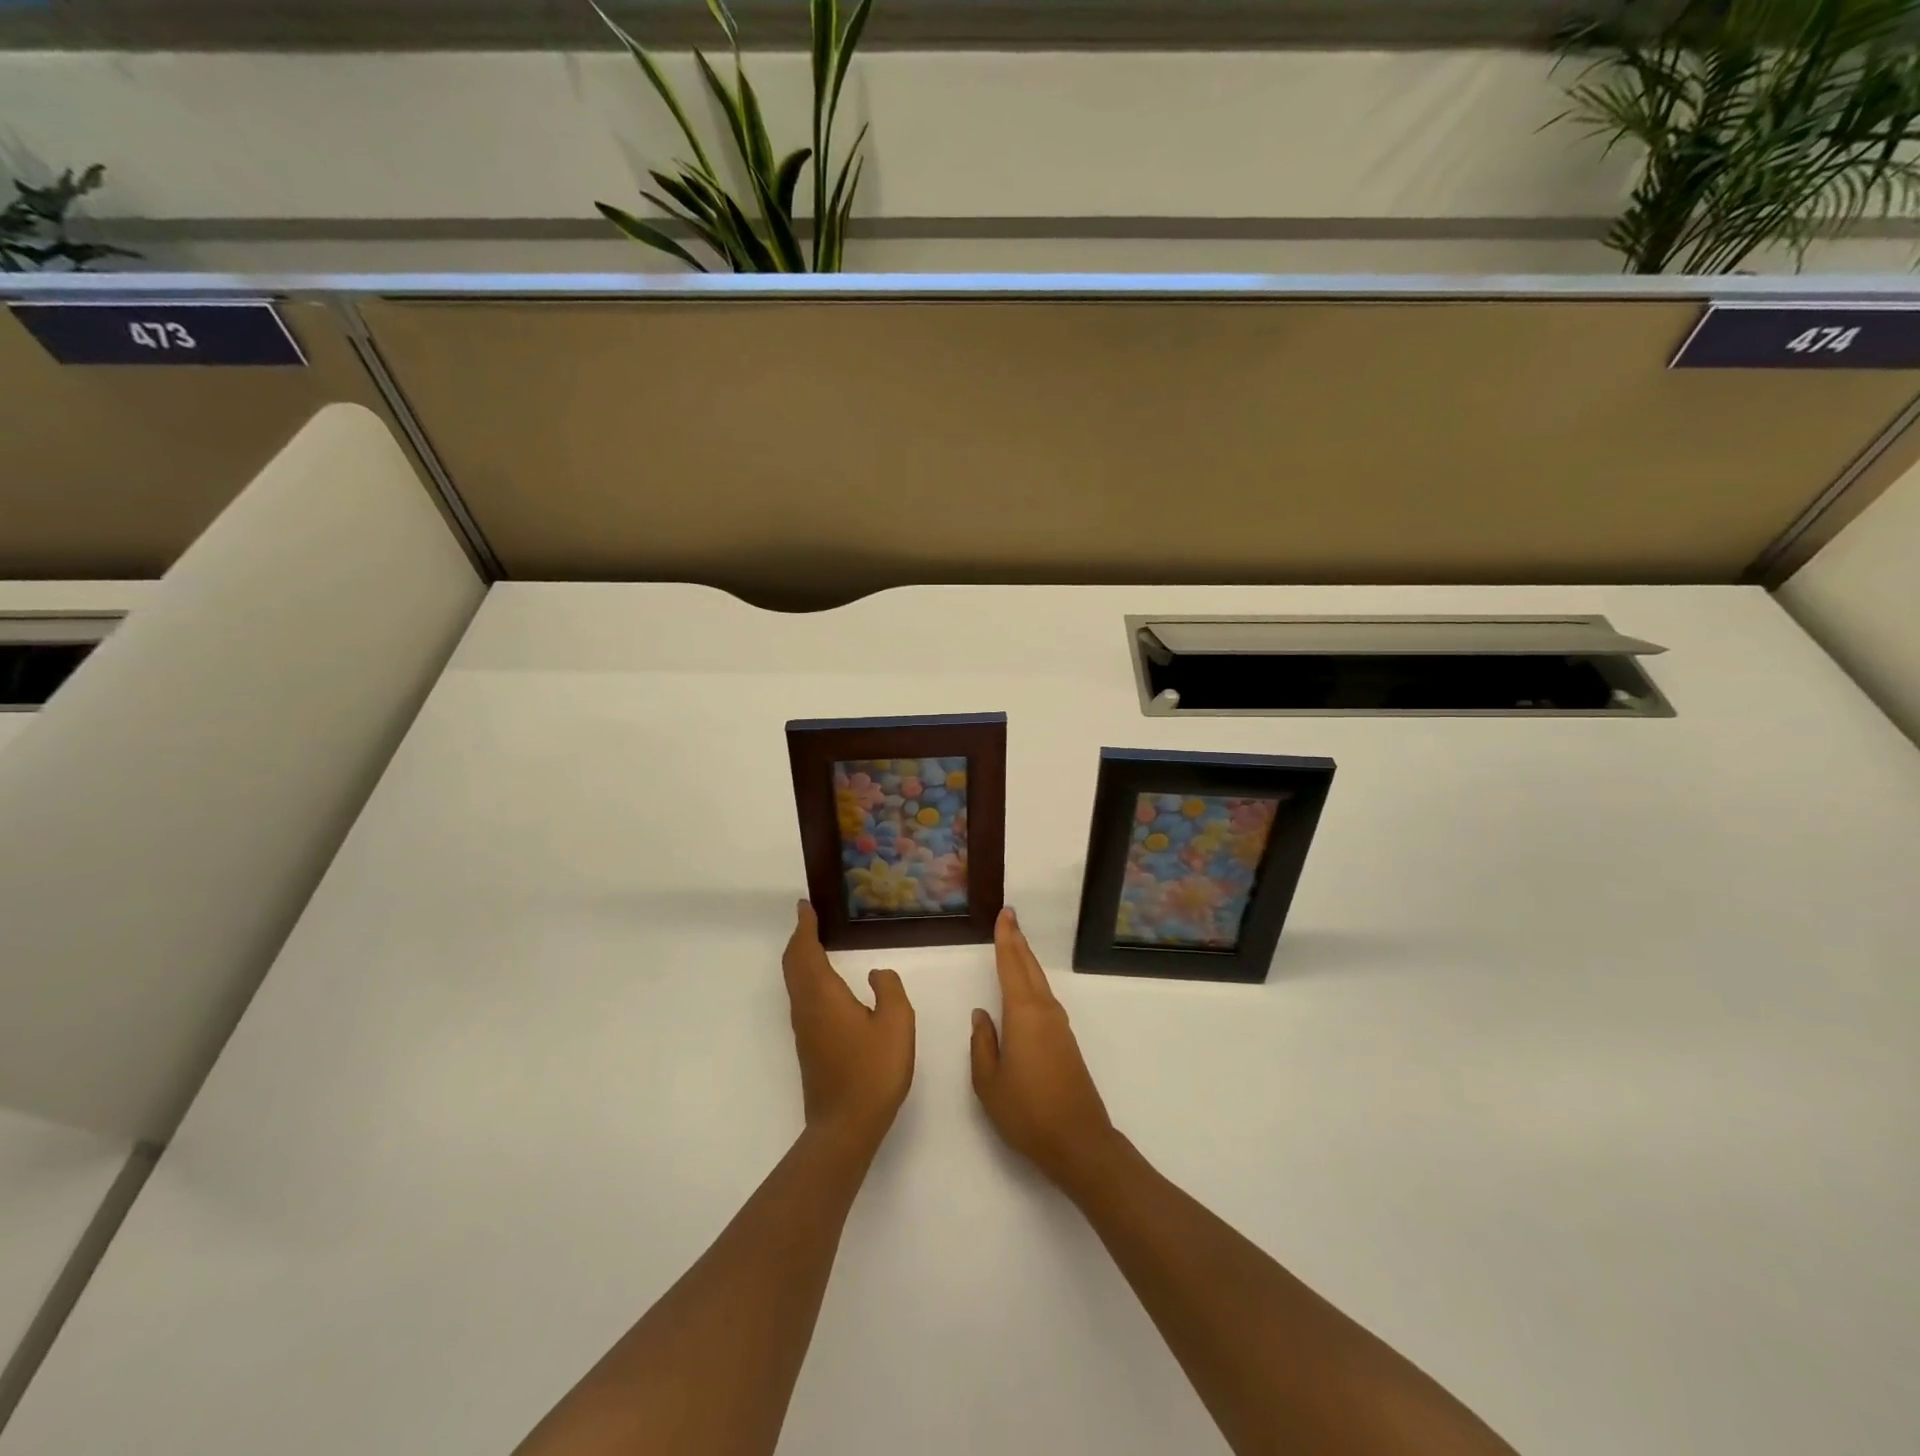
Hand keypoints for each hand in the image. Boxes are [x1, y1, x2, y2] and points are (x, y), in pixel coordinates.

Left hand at [783, 899, 914, 1154]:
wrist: (845, 1126)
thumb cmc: (873, 1070)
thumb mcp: (896, 1023)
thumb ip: (889, 989)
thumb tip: (876, 974)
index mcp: (823, 995)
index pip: (806, 951)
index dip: (804, 927)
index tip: (805, 906)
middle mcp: (806, 1007)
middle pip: (793, 965)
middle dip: (798, 939)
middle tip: (809, 919)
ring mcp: (804, 1029)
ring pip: (795, 982)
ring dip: (801, 958)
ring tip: (816, 943)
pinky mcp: (809, 1046)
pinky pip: (802, 997)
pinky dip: (807, 977)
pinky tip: (825, 983)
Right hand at [970, 907, 1118, 1193]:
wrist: (1078, 1141)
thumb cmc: (1026, 1112)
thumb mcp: (989, 1081)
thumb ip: (982, 1043)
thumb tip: (982, 1014)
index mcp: (1023, 1014)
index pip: (1011, 966)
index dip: (1005, 939)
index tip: (1004, 914)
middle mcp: (1044, 1011)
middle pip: (1029, 967)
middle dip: (1018, 941)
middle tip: (1010, 917)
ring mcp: (1059, 1026)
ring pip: (1039, 982)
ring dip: (1026, 960)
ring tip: (1014, 944)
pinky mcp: (1066, 1042)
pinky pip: (1045, 999)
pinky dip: (1033, 982)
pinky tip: (1026, 989)